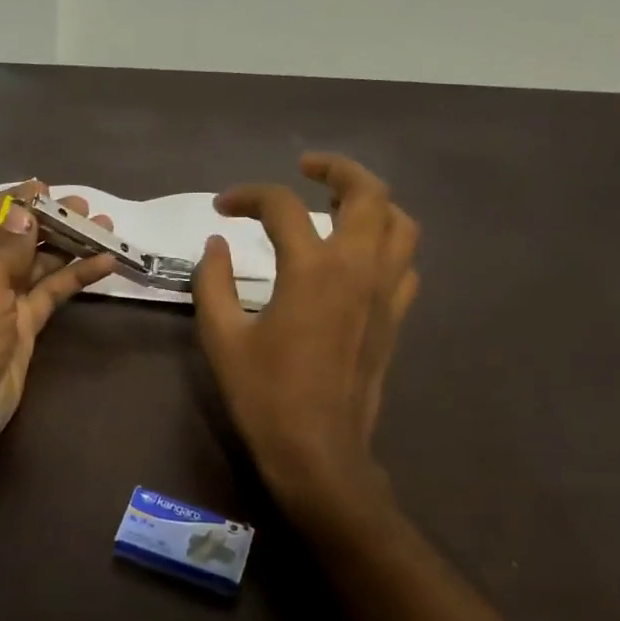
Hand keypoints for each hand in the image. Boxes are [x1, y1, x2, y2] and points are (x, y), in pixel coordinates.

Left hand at [0, 182, 116, 459]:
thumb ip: (11, 242)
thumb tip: (25, 211)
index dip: (19, 201)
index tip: (52, 189)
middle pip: (19, 236)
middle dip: (52, 221)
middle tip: (88, 208)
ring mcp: (3, 298)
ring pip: (41, 263)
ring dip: (71, 246)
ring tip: (107, 229)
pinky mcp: (25, 324)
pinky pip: (53, 292)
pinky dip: (77, 277)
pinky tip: (105, 263)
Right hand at [193, 153, 418, 535]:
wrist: (319, 452)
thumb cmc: (265, 396)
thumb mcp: (222, 337)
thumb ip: (213, 282)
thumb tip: (215, 244)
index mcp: (311, 270)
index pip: (282, 206)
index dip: (247, 196)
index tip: (222, 208)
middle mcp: (358, 268)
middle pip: (367, 192)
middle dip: (336, 168)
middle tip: (305, 167)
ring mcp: (385, 292)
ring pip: (401, 222)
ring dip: (372, 200)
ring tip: (339, 203)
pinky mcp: (396, 317)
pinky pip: (406, 263)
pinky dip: (387, 243)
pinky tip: (359, 255)